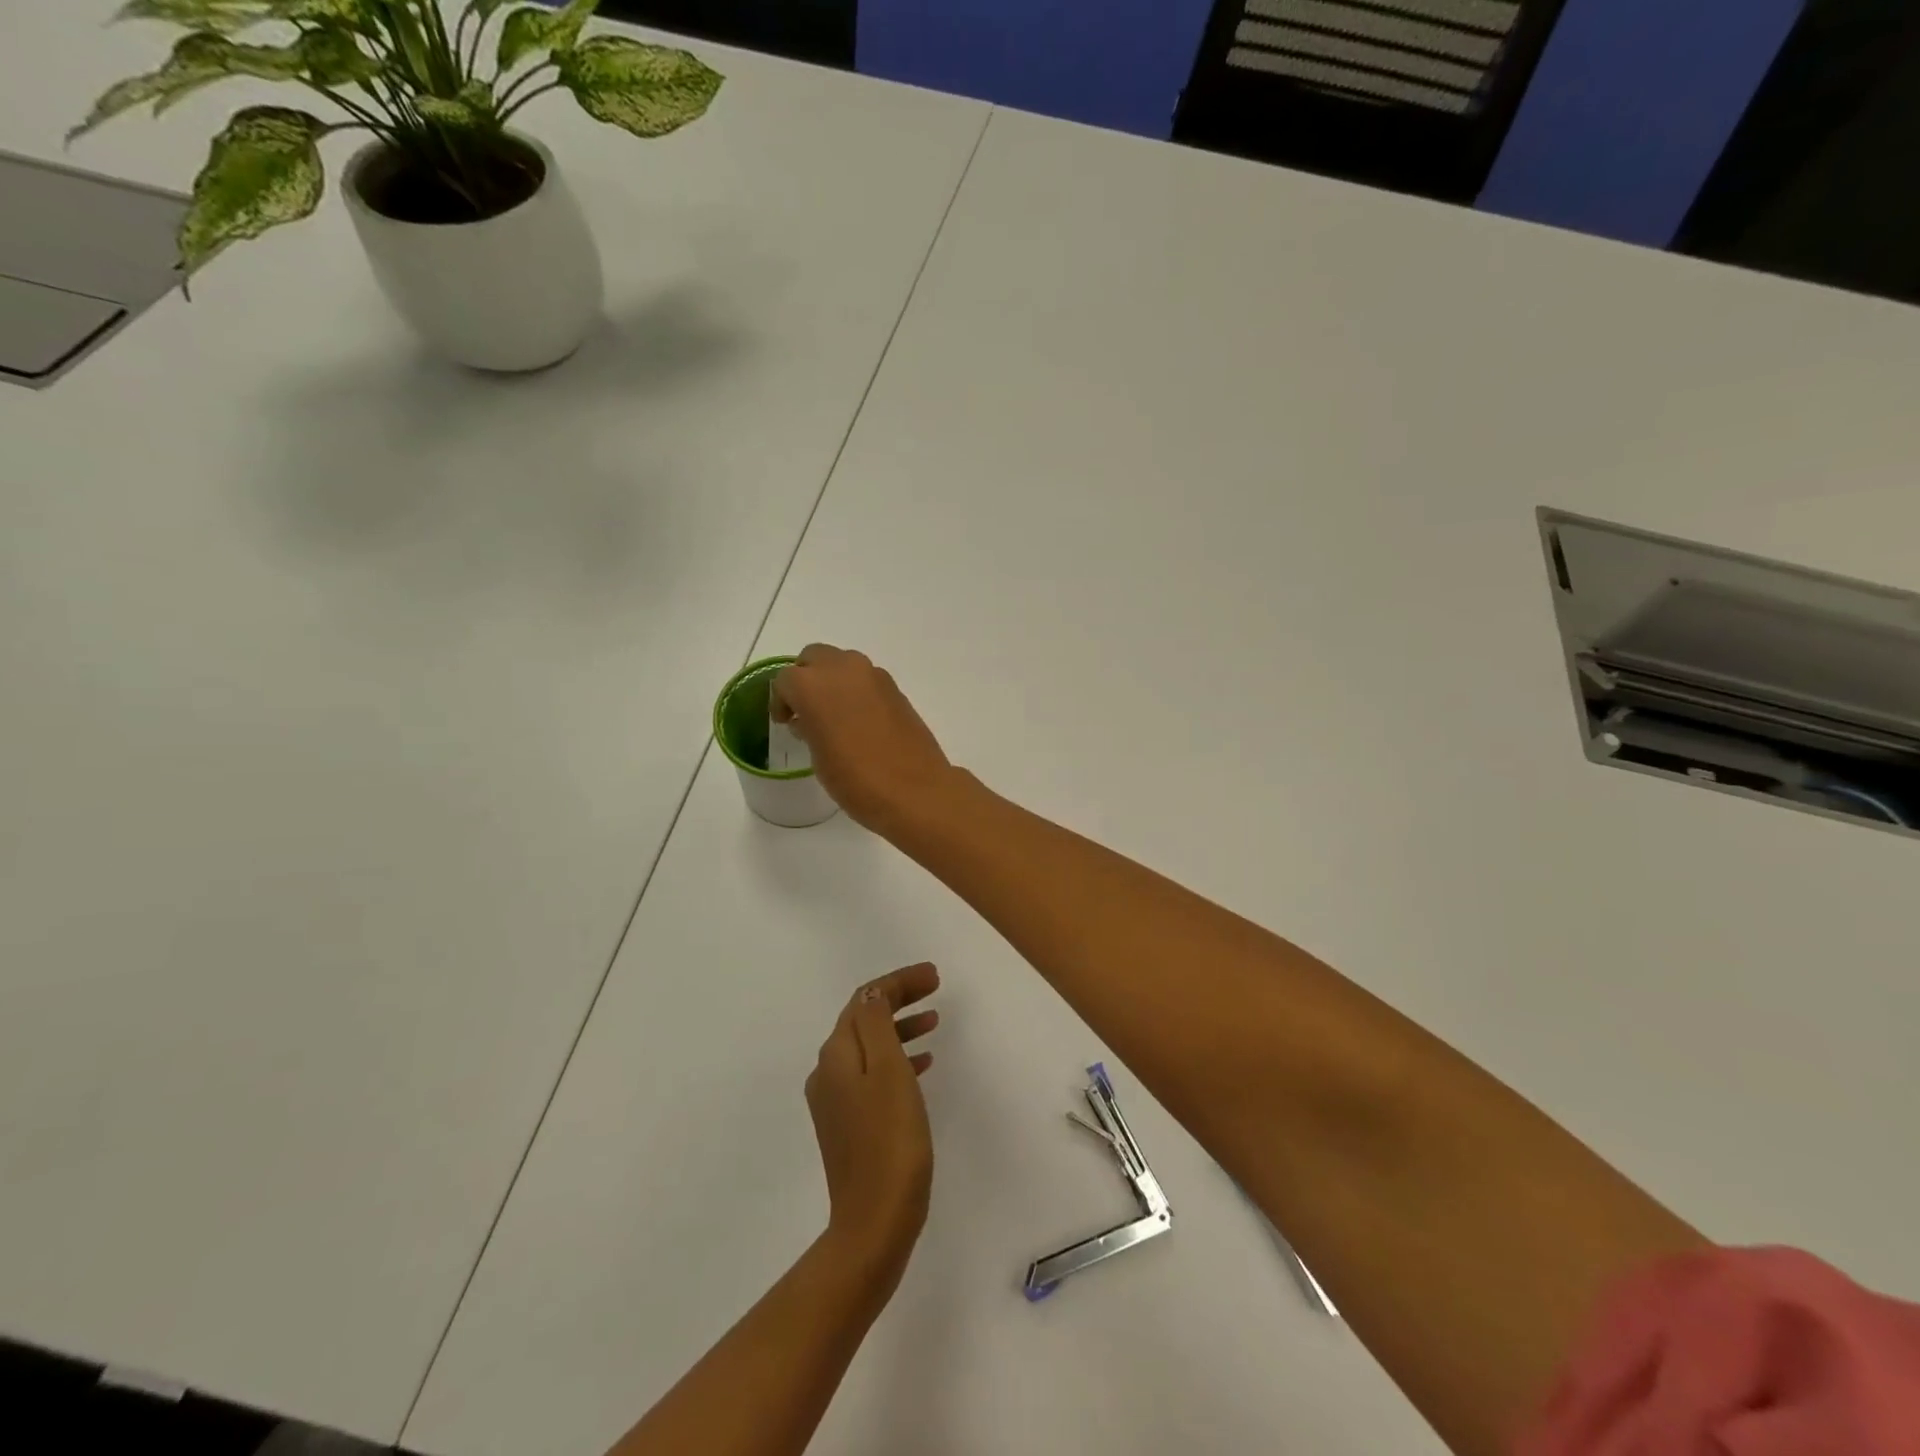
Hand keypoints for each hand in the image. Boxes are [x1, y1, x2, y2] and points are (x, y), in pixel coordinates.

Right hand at [773, 645, 955, 833]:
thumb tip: (808, 720)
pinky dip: (856, 690)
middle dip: (806, 678)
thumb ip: (809, 728)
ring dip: (832, 681)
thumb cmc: (856, 780)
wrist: (915, 791)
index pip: (785, 680)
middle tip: (805, 709)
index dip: (781, 701)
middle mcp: (843, 669)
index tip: (784, 721)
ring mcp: (874, 676)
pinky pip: (866, 679)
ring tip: (832, 715)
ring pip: (842, 664)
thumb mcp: (819, 758)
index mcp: (813, 685)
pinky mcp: (896, 689)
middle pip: (814, 658)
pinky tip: (859, 721)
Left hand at [805, 963, 940, 1274]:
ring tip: (934, 1023)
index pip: (866, 999)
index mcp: (837, 1054)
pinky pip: (873, 1074)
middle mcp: (828, 1072)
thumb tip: (874, 992)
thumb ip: (877, 1023)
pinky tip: (922, 1066)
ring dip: (900, 1027)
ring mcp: (836, 1101)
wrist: (875, 1221)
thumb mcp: (888, 1070)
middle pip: (864, 1018)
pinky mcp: (849, 1125)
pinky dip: (897, 1059)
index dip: (899, 981)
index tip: (934, 976)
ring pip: (870, 1046)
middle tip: (935, 989)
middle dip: (898, 998)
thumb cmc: (890, 1140)